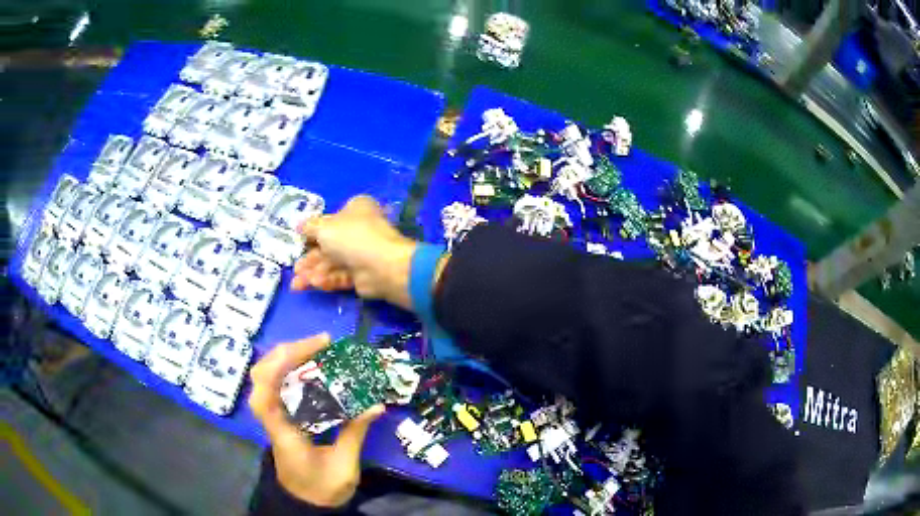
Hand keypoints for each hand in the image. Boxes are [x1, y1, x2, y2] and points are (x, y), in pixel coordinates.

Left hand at [248, 334, 384, 507]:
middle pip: (261, 375)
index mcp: (282, 434)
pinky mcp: (280, 416)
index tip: (318, 349)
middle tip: (321, 343)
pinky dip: (290, 368)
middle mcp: (271, 419)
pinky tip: (312, 367)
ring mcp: (273, 416)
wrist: (304, 503)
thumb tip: (376, 405)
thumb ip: (354, 433)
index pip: (266, 394)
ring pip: (265, 376)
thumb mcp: (343, 466)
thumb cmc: (322, 489)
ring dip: (287, 356)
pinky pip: (276, 384)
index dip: (282, 365)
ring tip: (317, 348)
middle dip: (287, 352)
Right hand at [292, 196, 416, 309]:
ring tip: (297, 284)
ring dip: (314, 273)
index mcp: (355, 211)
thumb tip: (299, 225)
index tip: (298, 240)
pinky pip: (340, 276)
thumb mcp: (325, 228)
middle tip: (295, 270)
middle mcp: (358, 230)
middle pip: (328, 245)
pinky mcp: (362, 275)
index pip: (330, 220)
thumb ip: (310, 227)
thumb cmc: (352, 238)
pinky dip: (327, 280)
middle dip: (310, 260)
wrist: (383, 267)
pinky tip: (315, 284)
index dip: (313, 230)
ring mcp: (361, 254)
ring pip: (332, 263)